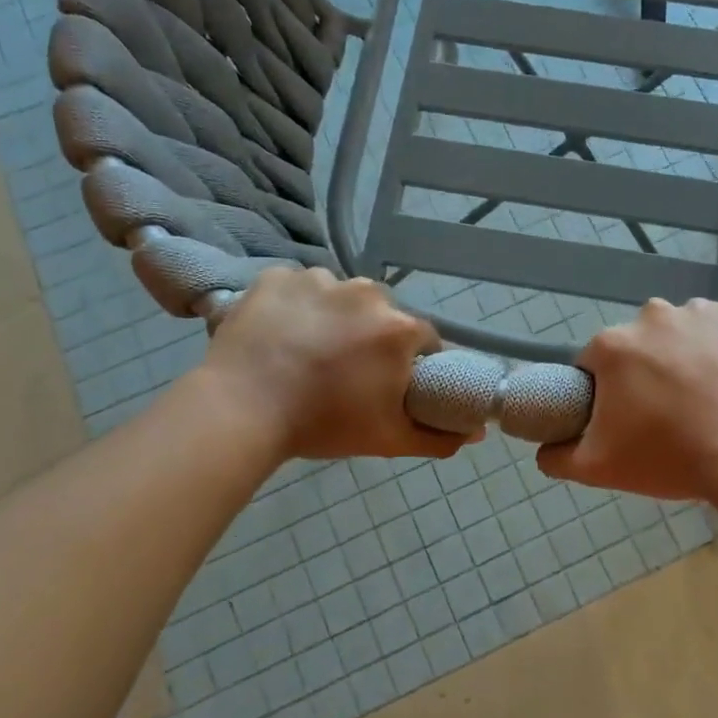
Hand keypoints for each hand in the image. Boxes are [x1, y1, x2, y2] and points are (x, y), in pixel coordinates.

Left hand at [199, 268, 471, 462]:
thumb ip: (440, 437)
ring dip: (333, 319)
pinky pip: (298, 288)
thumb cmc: (323, 424)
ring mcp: (318, 279)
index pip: (423, 340)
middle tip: (345, 373)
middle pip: (382, 315)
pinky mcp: (276, 277)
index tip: (389, 384)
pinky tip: (281, 335)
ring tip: (307, 354)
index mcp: (399, 328)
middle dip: (372, 339)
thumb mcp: (389, 439)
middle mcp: (366, 292)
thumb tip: (477, 433)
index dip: (410, 363)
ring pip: (340, 298)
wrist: (240, 411)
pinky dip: (295, 306)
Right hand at [537, 298, 717, 504]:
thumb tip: (544, 449)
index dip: (609, 390)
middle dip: (650, 369)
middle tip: (672, 409)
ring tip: (712, 395)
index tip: (629, 415)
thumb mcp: (599, 468)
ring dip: (691, 353)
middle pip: (642, 343)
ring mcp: (704, 310)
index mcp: (614, 345)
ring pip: (686, 331)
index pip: (597, 363)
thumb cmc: (672, 458)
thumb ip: (558, 456)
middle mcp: (654, 315)